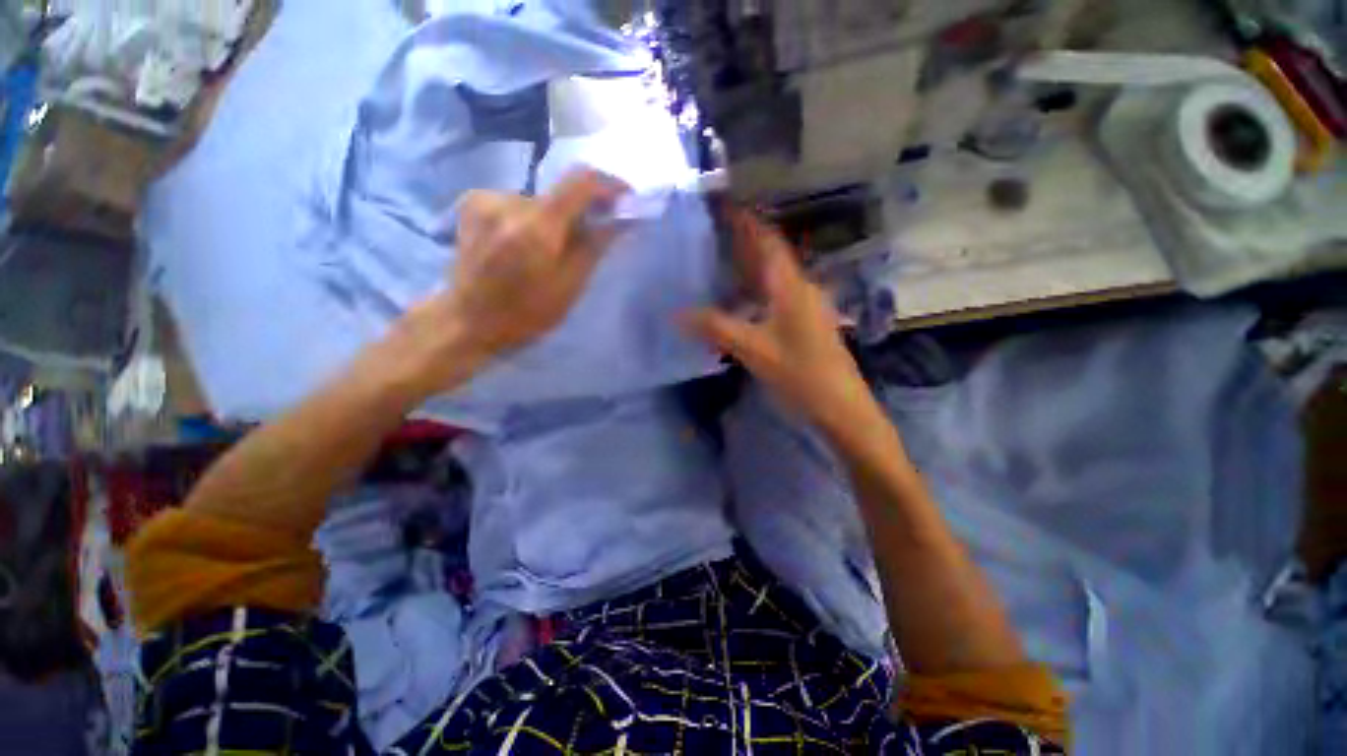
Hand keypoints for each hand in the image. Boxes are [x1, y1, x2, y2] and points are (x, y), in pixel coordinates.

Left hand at [444, 169, 629, 354]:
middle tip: (593, 234)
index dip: (608, 184)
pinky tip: (526, 242)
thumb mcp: (569, 287)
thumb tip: (622, 218)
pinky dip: (532, 217)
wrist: (468, 320)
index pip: (580, 181)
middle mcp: (508, 203)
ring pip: (540, 199)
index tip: (625, 198)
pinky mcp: (472, 202)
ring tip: (552, 248)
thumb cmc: (526, 314)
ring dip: (555, 217)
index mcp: (536, 228)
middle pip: (560, 192)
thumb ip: (595, 246)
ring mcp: (485, 199)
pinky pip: (518, 201)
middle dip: (583, 209)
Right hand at [683, 209, 875, 433]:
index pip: (768, 241)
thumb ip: (716, 328)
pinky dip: (754, 293)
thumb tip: (677, 314)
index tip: (723, 205)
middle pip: (770, 256)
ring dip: (747, 268)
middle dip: (743, 242)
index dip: (746, 221)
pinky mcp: (804, 324)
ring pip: (772, 278)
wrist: (841, 406)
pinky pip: (774, 298)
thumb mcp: (754, 349)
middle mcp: (800, 289)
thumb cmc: (801, 373)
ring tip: (717, 263)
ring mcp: (805, 307)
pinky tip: (737, 302)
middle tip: (711, 233)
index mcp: (791, 286)